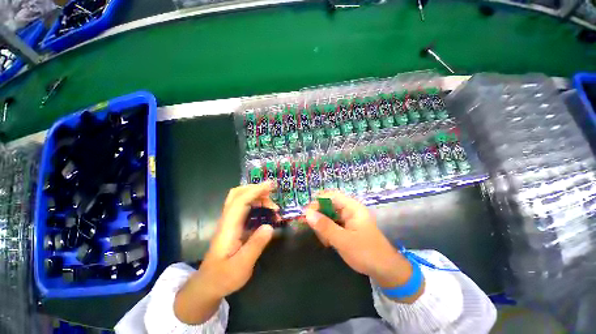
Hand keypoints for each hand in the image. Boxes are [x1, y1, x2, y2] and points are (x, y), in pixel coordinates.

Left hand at [174, 182, 276, 323]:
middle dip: (255, 189)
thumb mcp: (242, 266)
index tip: (271, 185)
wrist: (208, 285)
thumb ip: (255, 245)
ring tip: (273, 206)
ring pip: (240, 198)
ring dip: (256, 196)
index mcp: (229, 226)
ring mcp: (229, 221)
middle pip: (237, 194)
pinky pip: (243, 206)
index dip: (256, 190)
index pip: (241, 200)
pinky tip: (265, 211)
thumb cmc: (224, 277)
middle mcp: (227, 220)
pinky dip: (255, 203)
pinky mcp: (233, 225)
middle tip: (272, 193)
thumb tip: (270, 227)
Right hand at [304, 190, 423, 301]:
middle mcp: (350, 209)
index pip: (331, 196)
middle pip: (328, 205)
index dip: (317, 202)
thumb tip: (307, 213)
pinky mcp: (347, 227)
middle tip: (316, 231)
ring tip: (325, 241)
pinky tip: (328, 242)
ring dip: (323, 225)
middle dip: (319, 216)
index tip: (307, 215)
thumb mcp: (343, 240)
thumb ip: (325, 226)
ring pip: (328, 215)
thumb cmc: (366, 253)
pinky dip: (327, 230)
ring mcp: (348, 218)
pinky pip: (332, 223)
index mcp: (352, 207)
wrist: (385, 271)